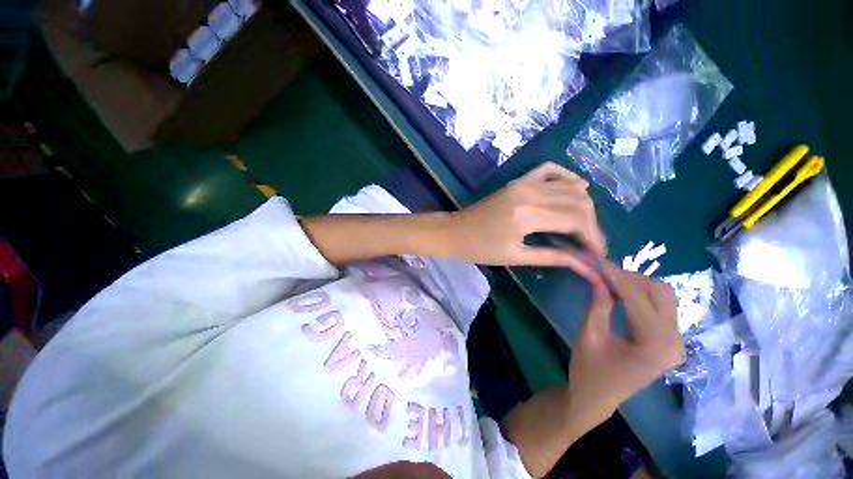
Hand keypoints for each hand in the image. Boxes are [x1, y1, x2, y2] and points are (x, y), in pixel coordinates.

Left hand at [450, 162, 605, 268]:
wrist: (456, 232)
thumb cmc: (481, 249)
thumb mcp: (516, 257)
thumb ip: (553, 257)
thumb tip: (586, 265)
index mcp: (528, 216)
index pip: (576, 221)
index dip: (593, 238)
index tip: (598, 254)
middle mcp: (530, 193)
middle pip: (578, 202)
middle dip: (591, 224)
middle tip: (589, 243)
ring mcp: (523, 183)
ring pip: (569, 186)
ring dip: (583, 205)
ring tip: (582, 225)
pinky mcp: (518, 180)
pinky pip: (549, 169)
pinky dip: (567, 176)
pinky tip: (576, 188)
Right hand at [567, 265, 684, 425]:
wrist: (597, 397)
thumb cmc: (589, 370)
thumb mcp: (589, 335)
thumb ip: (598, 304)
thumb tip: (597, 275)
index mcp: (656, 344)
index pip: (637, 297)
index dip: (615, 276)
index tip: (596, 260)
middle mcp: (675, 341)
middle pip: (660, 292)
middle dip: (629, 278)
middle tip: (601, 273)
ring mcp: (675, 341)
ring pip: (662, 297)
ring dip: (635, 285)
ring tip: (607, 281)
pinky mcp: (669, 340)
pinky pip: (659, 307)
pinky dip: (639, 295)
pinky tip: (619, 293)